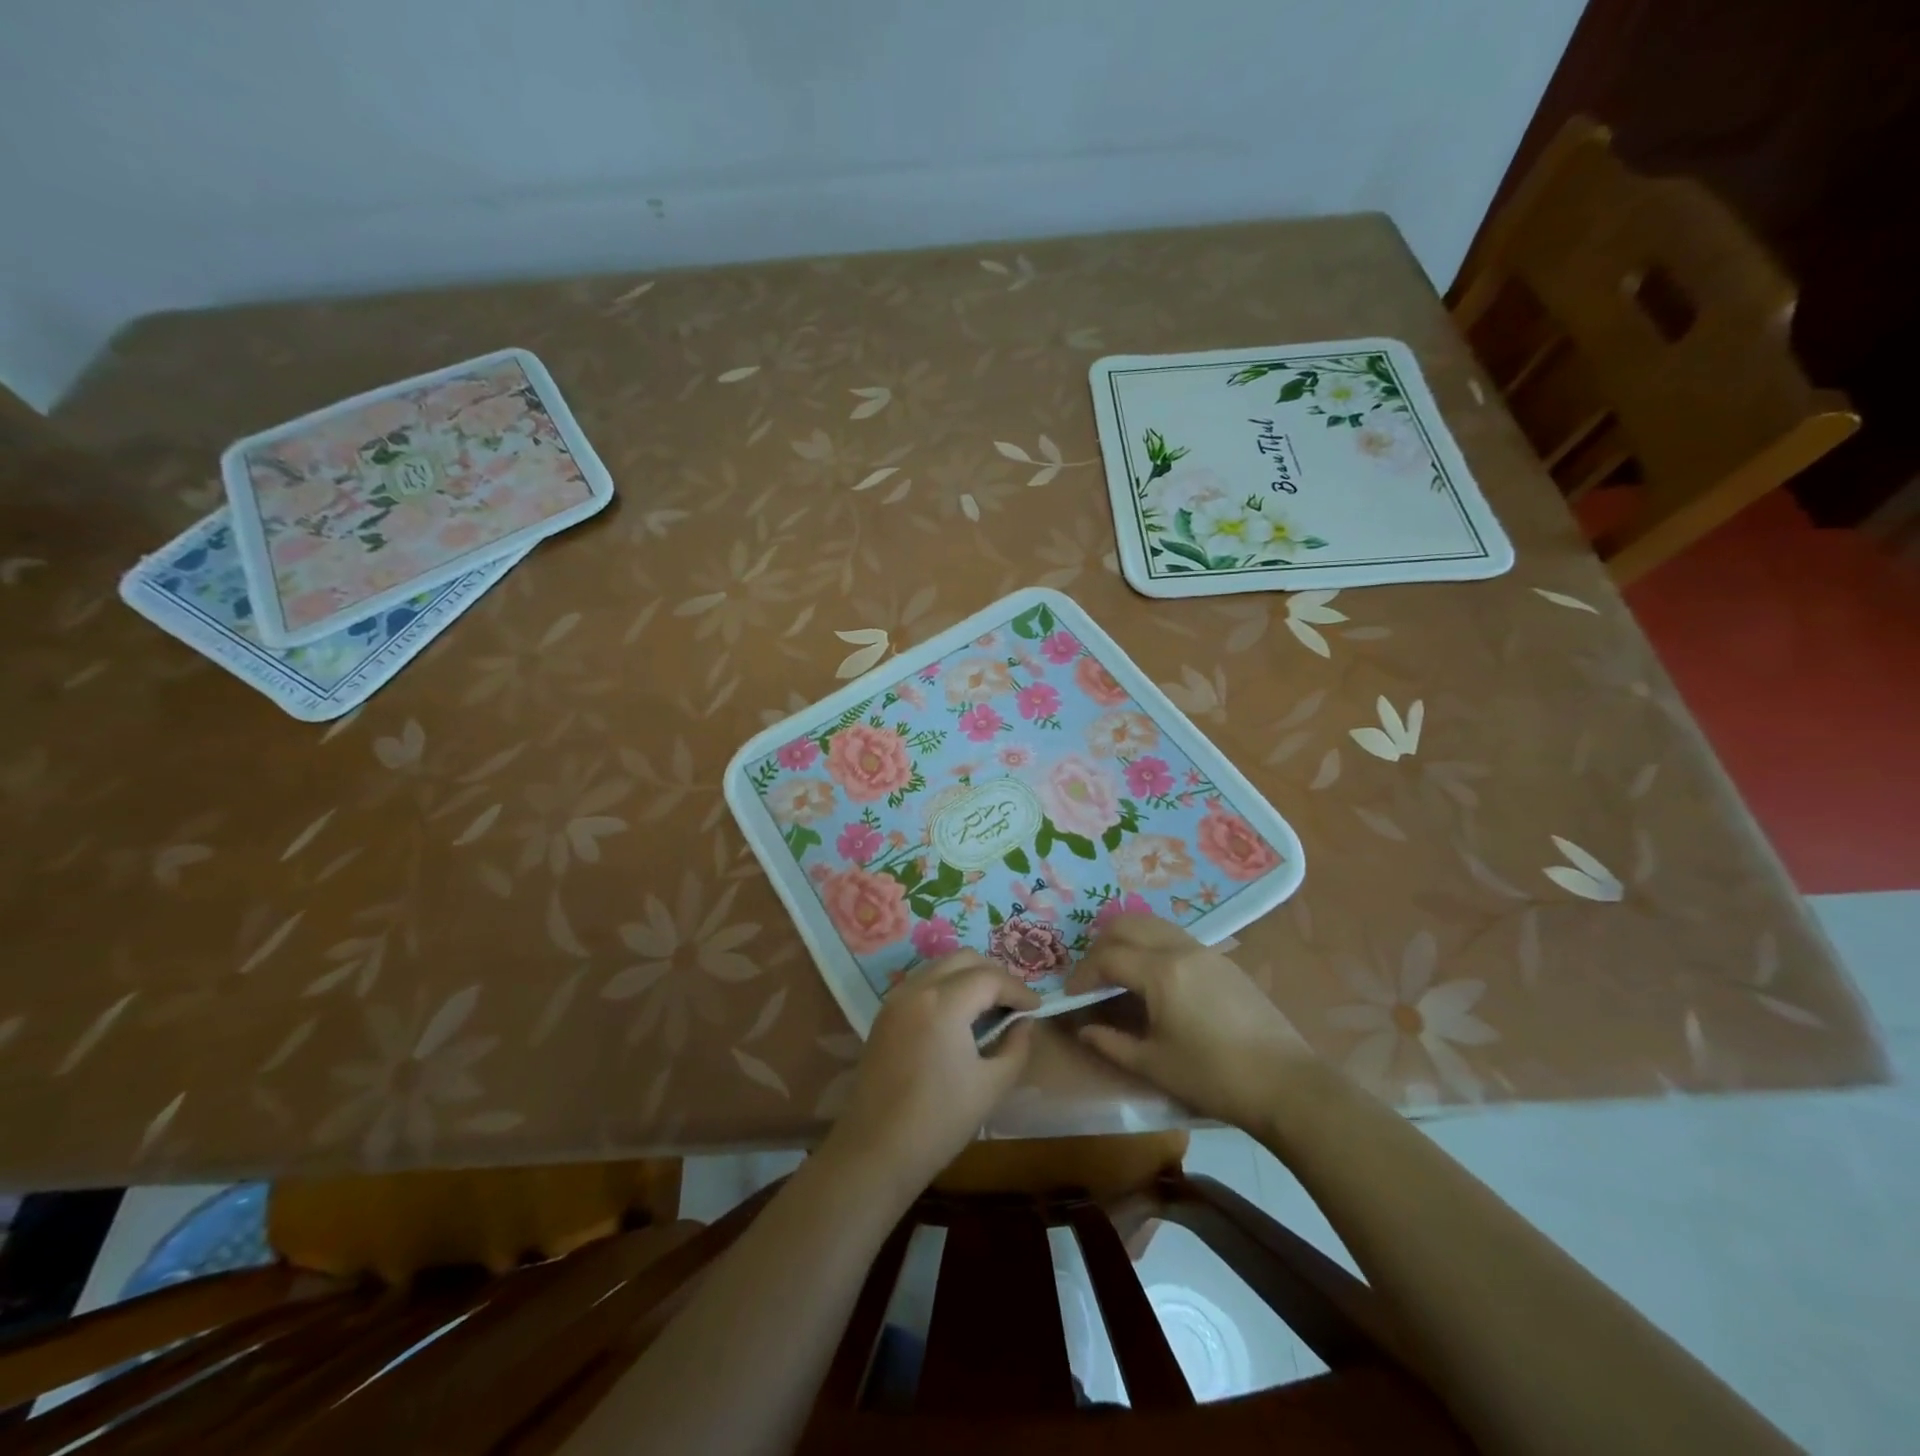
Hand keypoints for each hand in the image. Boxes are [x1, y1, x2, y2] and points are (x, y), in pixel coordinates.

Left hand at [823, 953, 1040, 1200]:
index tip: (1036, 1008)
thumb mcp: (991, 1085)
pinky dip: (946, 986)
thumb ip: (1015, 1046)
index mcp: (943, 1003)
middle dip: (994, 974)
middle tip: (1014, 1003)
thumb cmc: (939, 1121)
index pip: (990, 978)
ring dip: (968, 976)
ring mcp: (896, 999)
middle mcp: (916, 989)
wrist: (875, 1151)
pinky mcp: (885, 1014)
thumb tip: (1023, 1023)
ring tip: (990, 1007)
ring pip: (940, 966)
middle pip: (963, 959)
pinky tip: (960, 1016)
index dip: (1018, 989)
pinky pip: (922, 982)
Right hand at [1067, 914, 1313, 1129]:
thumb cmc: (1214, 1077)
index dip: (1083, 974)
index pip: (1108, 956)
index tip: (1072, 996)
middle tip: (1092, 977)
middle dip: (1101, 945)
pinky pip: (1176, 938)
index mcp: (1161, 972)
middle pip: (1128, 924)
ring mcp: (1206, 951)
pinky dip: (1153, 946)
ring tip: (1119, 974)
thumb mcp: (1154, 1065)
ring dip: (1128, 940)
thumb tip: (1083, 1029)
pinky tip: (1155, 980)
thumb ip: (1111, 1043)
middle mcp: (1181, 949)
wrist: (1287, 1084)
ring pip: (1154, 924)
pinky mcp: (1224, 962)